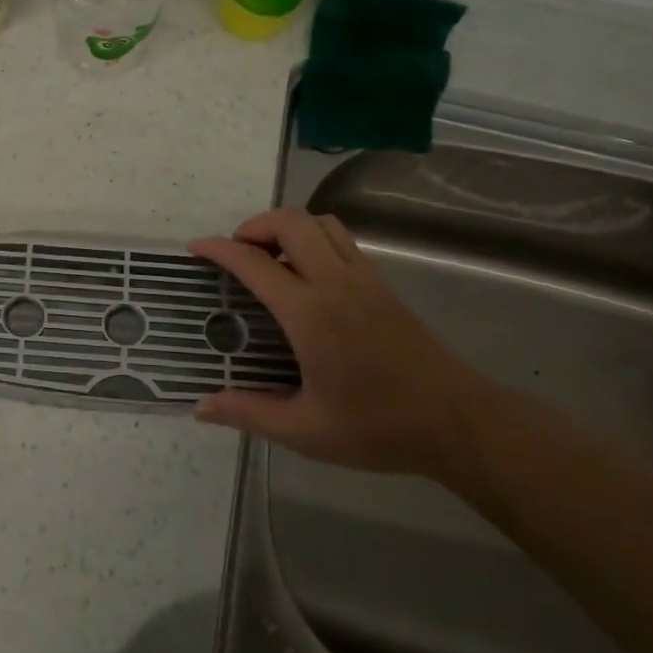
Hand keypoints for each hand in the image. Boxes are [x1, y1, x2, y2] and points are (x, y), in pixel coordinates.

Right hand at [190, 208, 496, 477]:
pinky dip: (312, 239)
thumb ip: (249, 412)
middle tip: (237, 256)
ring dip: (287, 228)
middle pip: (290, 222)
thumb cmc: (378, 427)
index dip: (219, 249)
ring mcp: (363, 278)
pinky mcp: (381, 284)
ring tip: (270, 260)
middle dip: (254, 226)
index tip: (195, 249)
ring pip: (320, 223)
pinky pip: (340, 239)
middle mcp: (335, 282)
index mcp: (310, 314)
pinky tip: (306, 277)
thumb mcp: (305, 431)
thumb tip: (201, 406)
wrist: (457, 421)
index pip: (255, 263)